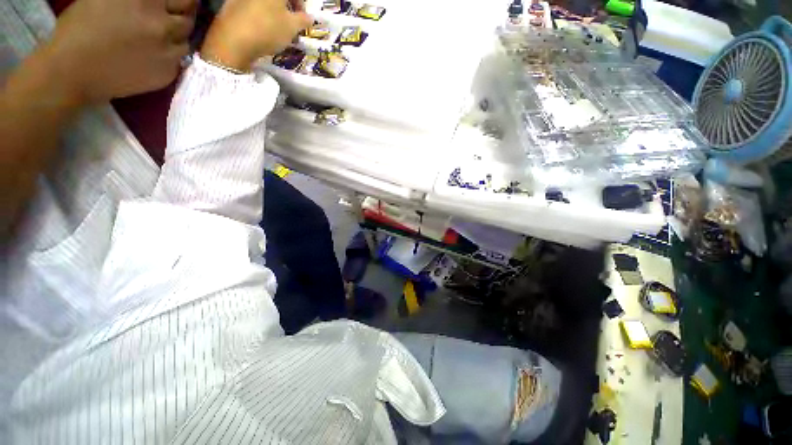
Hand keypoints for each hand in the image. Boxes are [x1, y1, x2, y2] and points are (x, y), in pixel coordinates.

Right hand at [45, 0, 196, 104]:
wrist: (72, 70)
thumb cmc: (81, 26)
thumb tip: (157, 2)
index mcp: (148, 2)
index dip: (184, 0)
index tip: (176, 3)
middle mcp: (164, 25)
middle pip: (189, 18)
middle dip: (182, 15)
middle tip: (170, 15)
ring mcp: (169, 52)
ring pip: (186, 41)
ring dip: (176, 37)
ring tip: (159, 35)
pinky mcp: (168, 74)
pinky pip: (178, 61)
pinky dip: (169, 55)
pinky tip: (152, 54)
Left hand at [202, 0, 311, 71]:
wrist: (234, 40)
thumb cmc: (268, 29)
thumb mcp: (292, 27)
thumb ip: (302, 20)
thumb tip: (309, 18)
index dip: (301, 4)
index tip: (303, 19)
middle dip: (286, 8)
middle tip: (290, 24)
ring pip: (263, 3)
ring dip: (273, 12)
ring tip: (276, 28)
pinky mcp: (231, 3)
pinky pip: (250, 7)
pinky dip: (259, 15)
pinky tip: (261, 28)